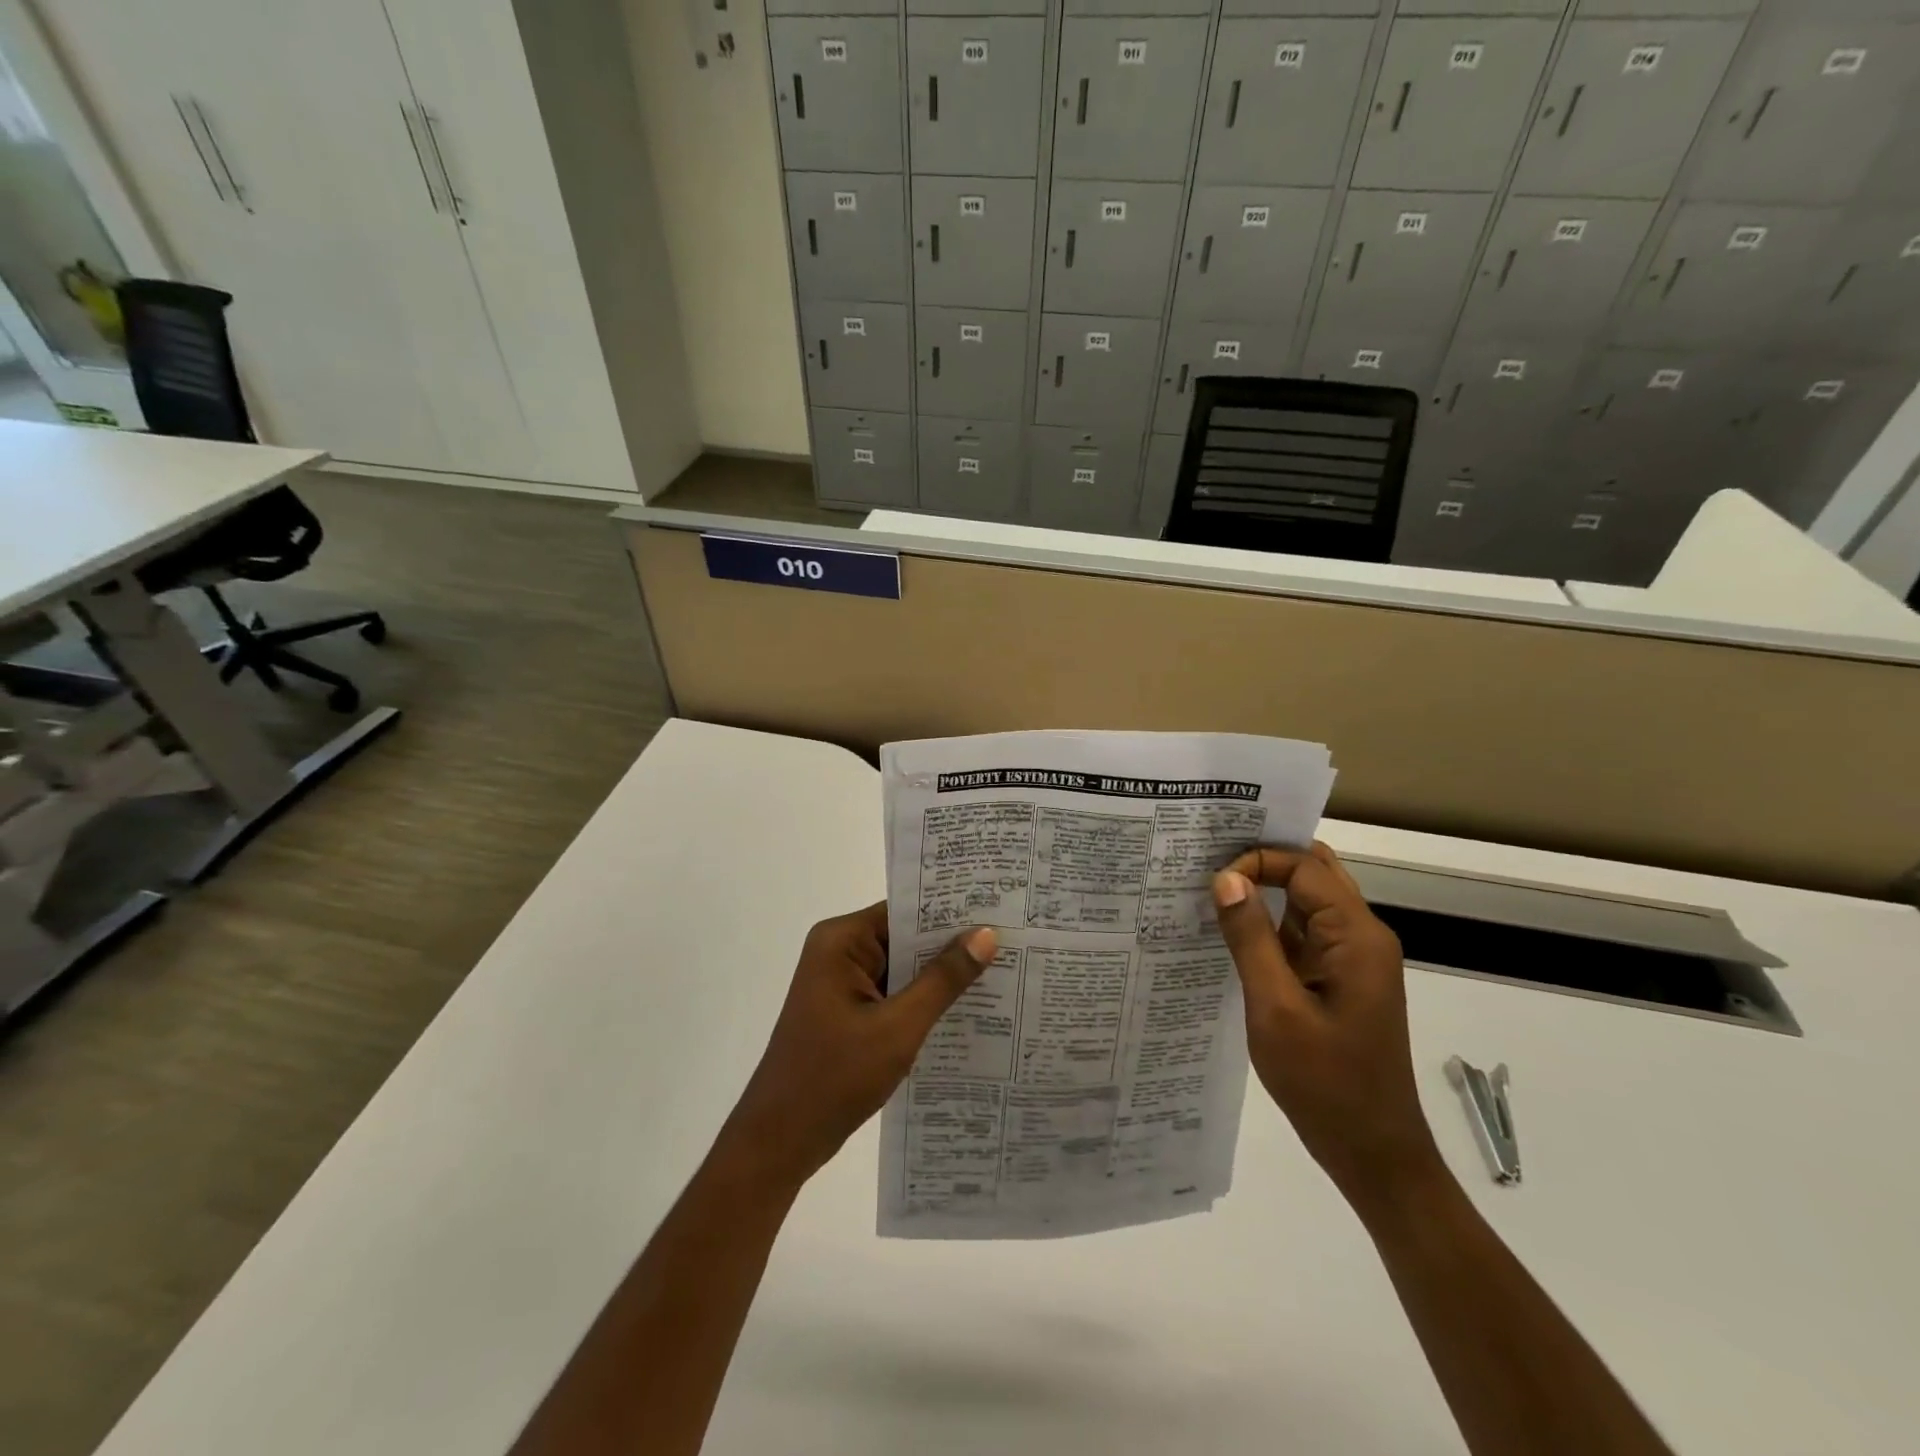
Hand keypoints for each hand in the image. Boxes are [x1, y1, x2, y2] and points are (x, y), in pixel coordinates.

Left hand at [719, 903, 996, 1190]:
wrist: (778, 1143)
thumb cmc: (834, 1078)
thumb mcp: (898, 1027)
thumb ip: (943, 980)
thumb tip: (986, 935)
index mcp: (841, 941)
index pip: (905, 911)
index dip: (951, 911)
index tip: (999, 910)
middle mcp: (839, 952)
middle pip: (905, 937)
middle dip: (951, 945)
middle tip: (1012, 941)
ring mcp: (842, 983)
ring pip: (902, 967)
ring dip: (940, 976)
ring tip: (1002, 970)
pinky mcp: (848, 1011)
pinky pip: (894, 993)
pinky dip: (923, 1000)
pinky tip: (967, 1008)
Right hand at [1212, 843, 1444, 1210]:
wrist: (1373, 1153)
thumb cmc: (1325, 1082)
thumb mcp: (1275, 1007)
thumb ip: (1250, 938)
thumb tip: (1226, 877)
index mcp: (1356, 936)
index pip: (1304, 867)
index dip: (1257, 862)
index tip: (1211, 880)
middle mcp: (1361, 937)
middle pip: (1313, 873)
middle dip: (1264, 861)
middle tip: (1210, 863)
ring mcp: (1353, 959)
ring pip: (1308, 902)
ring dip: (1266, 891)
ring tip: (1212, 890)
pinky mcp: (1340, 980)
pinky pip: (1304, 934)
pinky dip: (1271, 923)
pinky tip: (1234, 932)